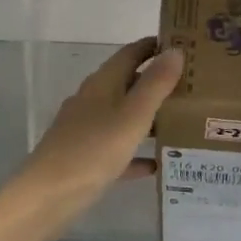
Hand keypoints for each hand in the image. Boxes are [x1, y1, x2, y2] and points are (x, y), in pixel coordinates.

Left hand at [14, 38, 184, 229]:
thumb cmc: (92, 150)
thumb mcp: (132, 116)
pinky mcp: (84, 158)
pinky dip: (136, 153)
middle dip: (158, 82)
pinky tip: (157, 165)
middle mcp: (92, 100)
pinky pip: (117, 150)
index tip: (185, 43)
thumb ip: (155, 84)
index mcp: (102, 83)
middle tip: (193, 87)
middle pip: (128, 83)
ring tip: (184, 123)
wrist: (47, 197)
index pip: (131, 53)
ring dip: (150, 117)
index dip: (154, 46)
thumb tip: (176, 50)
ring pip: (124, 116)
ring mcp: (86, 130)